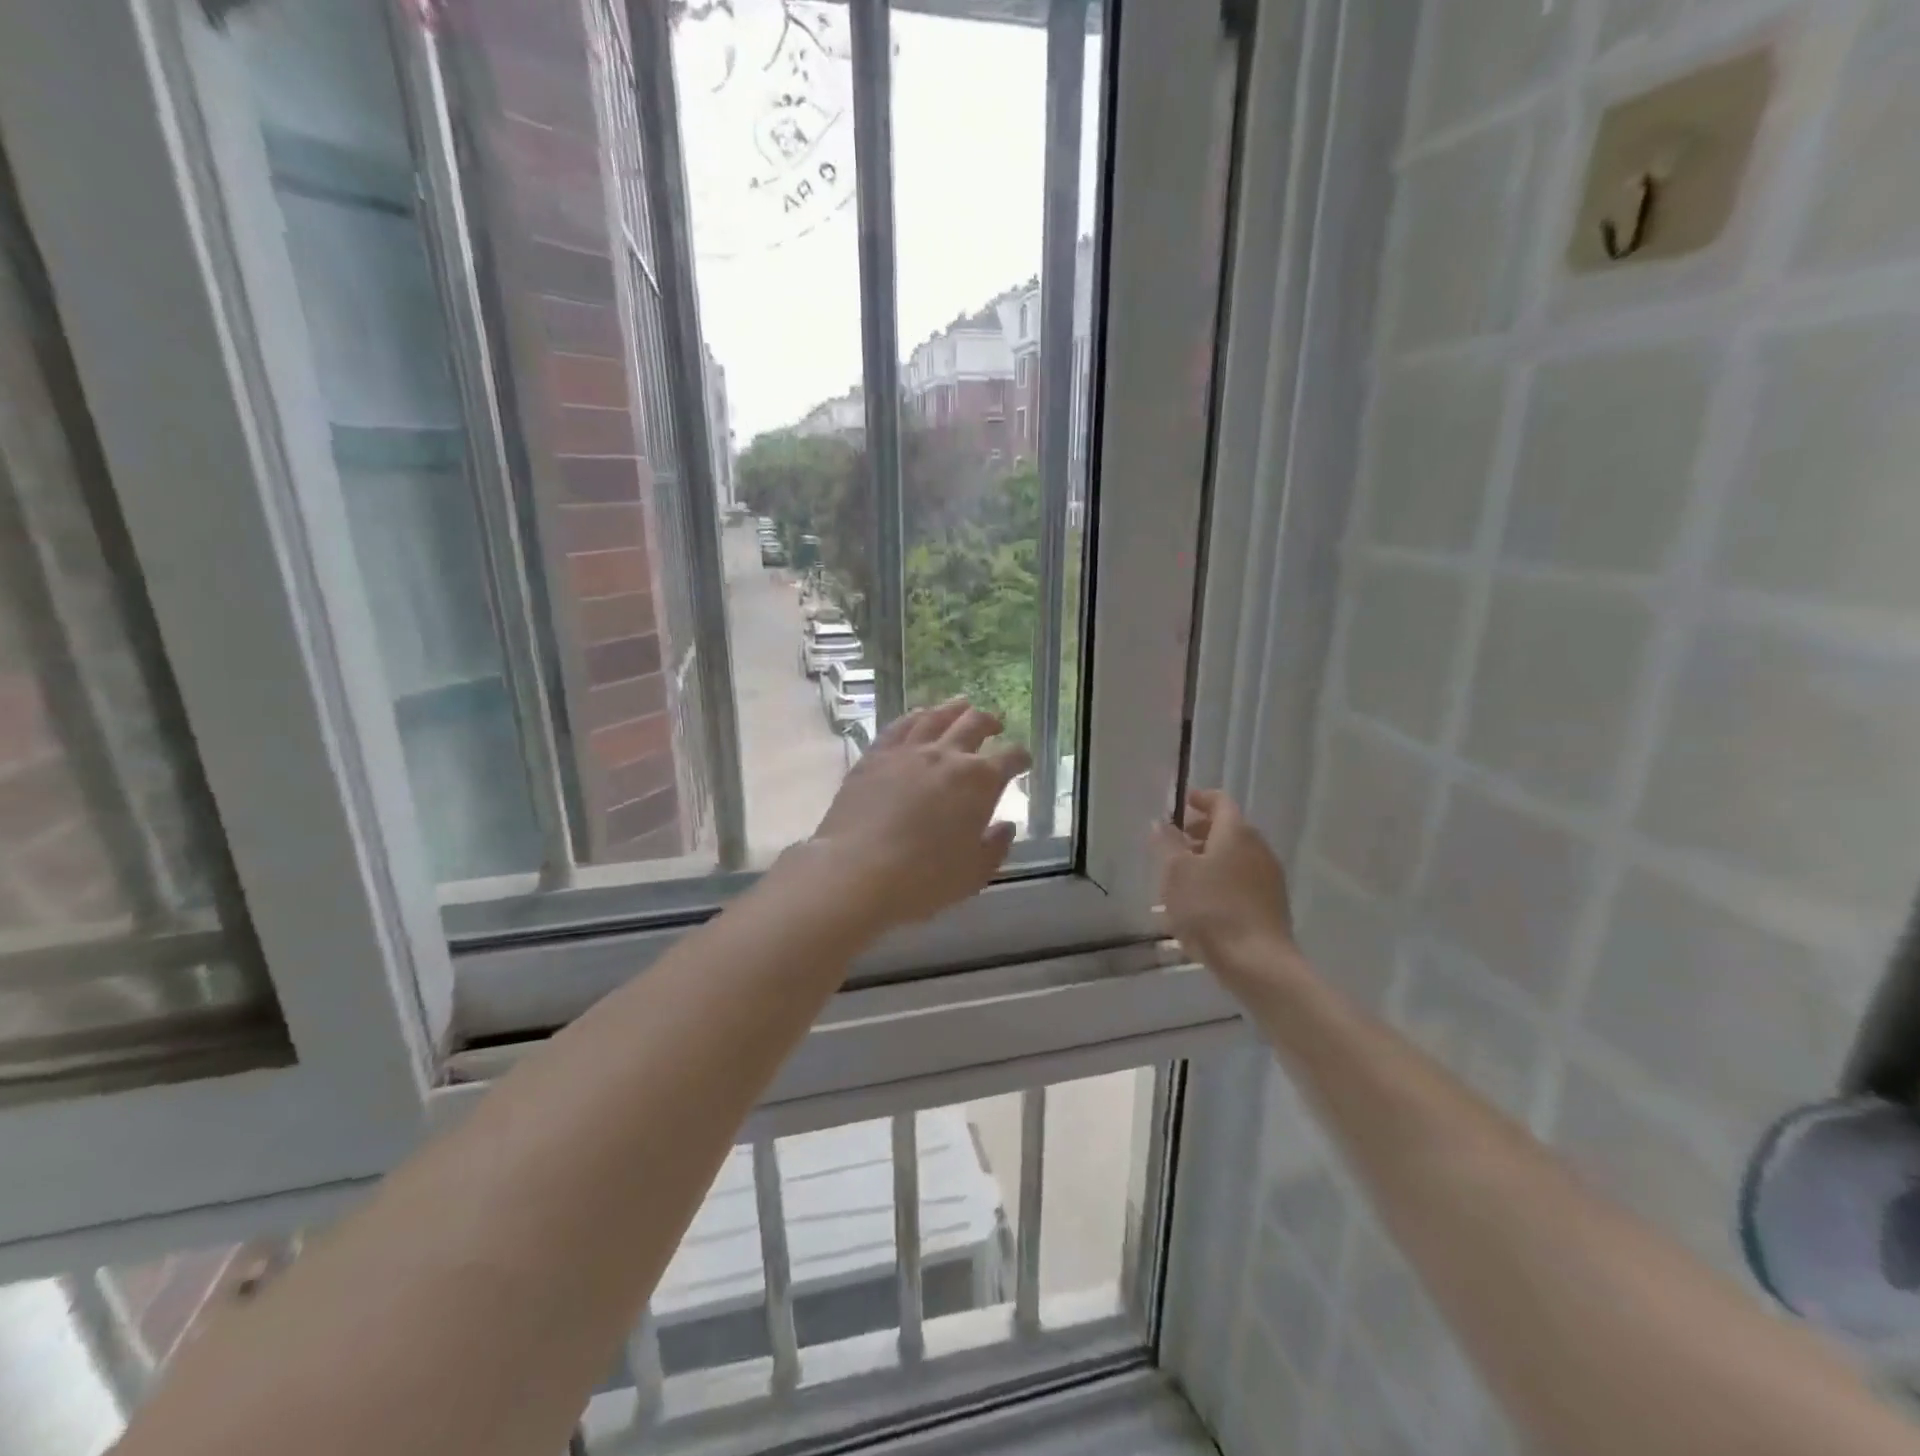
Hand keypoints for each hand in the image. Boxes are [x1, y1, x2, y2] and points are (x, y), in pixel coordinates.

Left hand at [811, 698, 1030, 930]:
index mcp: (978, 781)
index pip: (1009, 758)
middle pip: (973, 724)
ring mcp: (907, 751)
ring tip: (961, 707)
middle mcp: (946, 756)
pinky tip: (918, 717)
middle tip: (995, 724)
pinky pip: (899, 726)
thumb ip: (995, 847)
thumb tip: (1006, 827)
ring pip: (935, 717)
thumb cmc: (923, 879)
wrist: (856, 871)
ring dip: (953, 709)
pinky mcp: (875, 756)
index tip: (1023, 761)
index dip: (1020, 757)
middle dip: (990, 722)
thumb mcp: (973, 874)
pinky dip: (915, 717)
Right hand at [1153, 789, 1296, 971]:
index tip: (1182, 803)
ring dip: (1210, 860)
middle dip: (1201, 832)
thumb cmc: (1210, 909)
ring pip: (1236, 858)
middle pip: (1230, 830)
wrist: (1258, 963)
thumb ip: (1166, 844)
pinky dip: (1222, 881)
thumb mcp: (1175, 873)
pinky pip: (1242, 882)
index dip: (1200, 799)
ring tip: (1182, 878)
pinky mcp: (1272, 906)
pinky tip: (1202, 905)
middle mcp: (1258, 849)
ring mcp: (1269, 879)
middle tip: (1175, 843)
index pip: (1220, 802)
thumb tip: (1161, 823)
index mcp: (1236, 833)